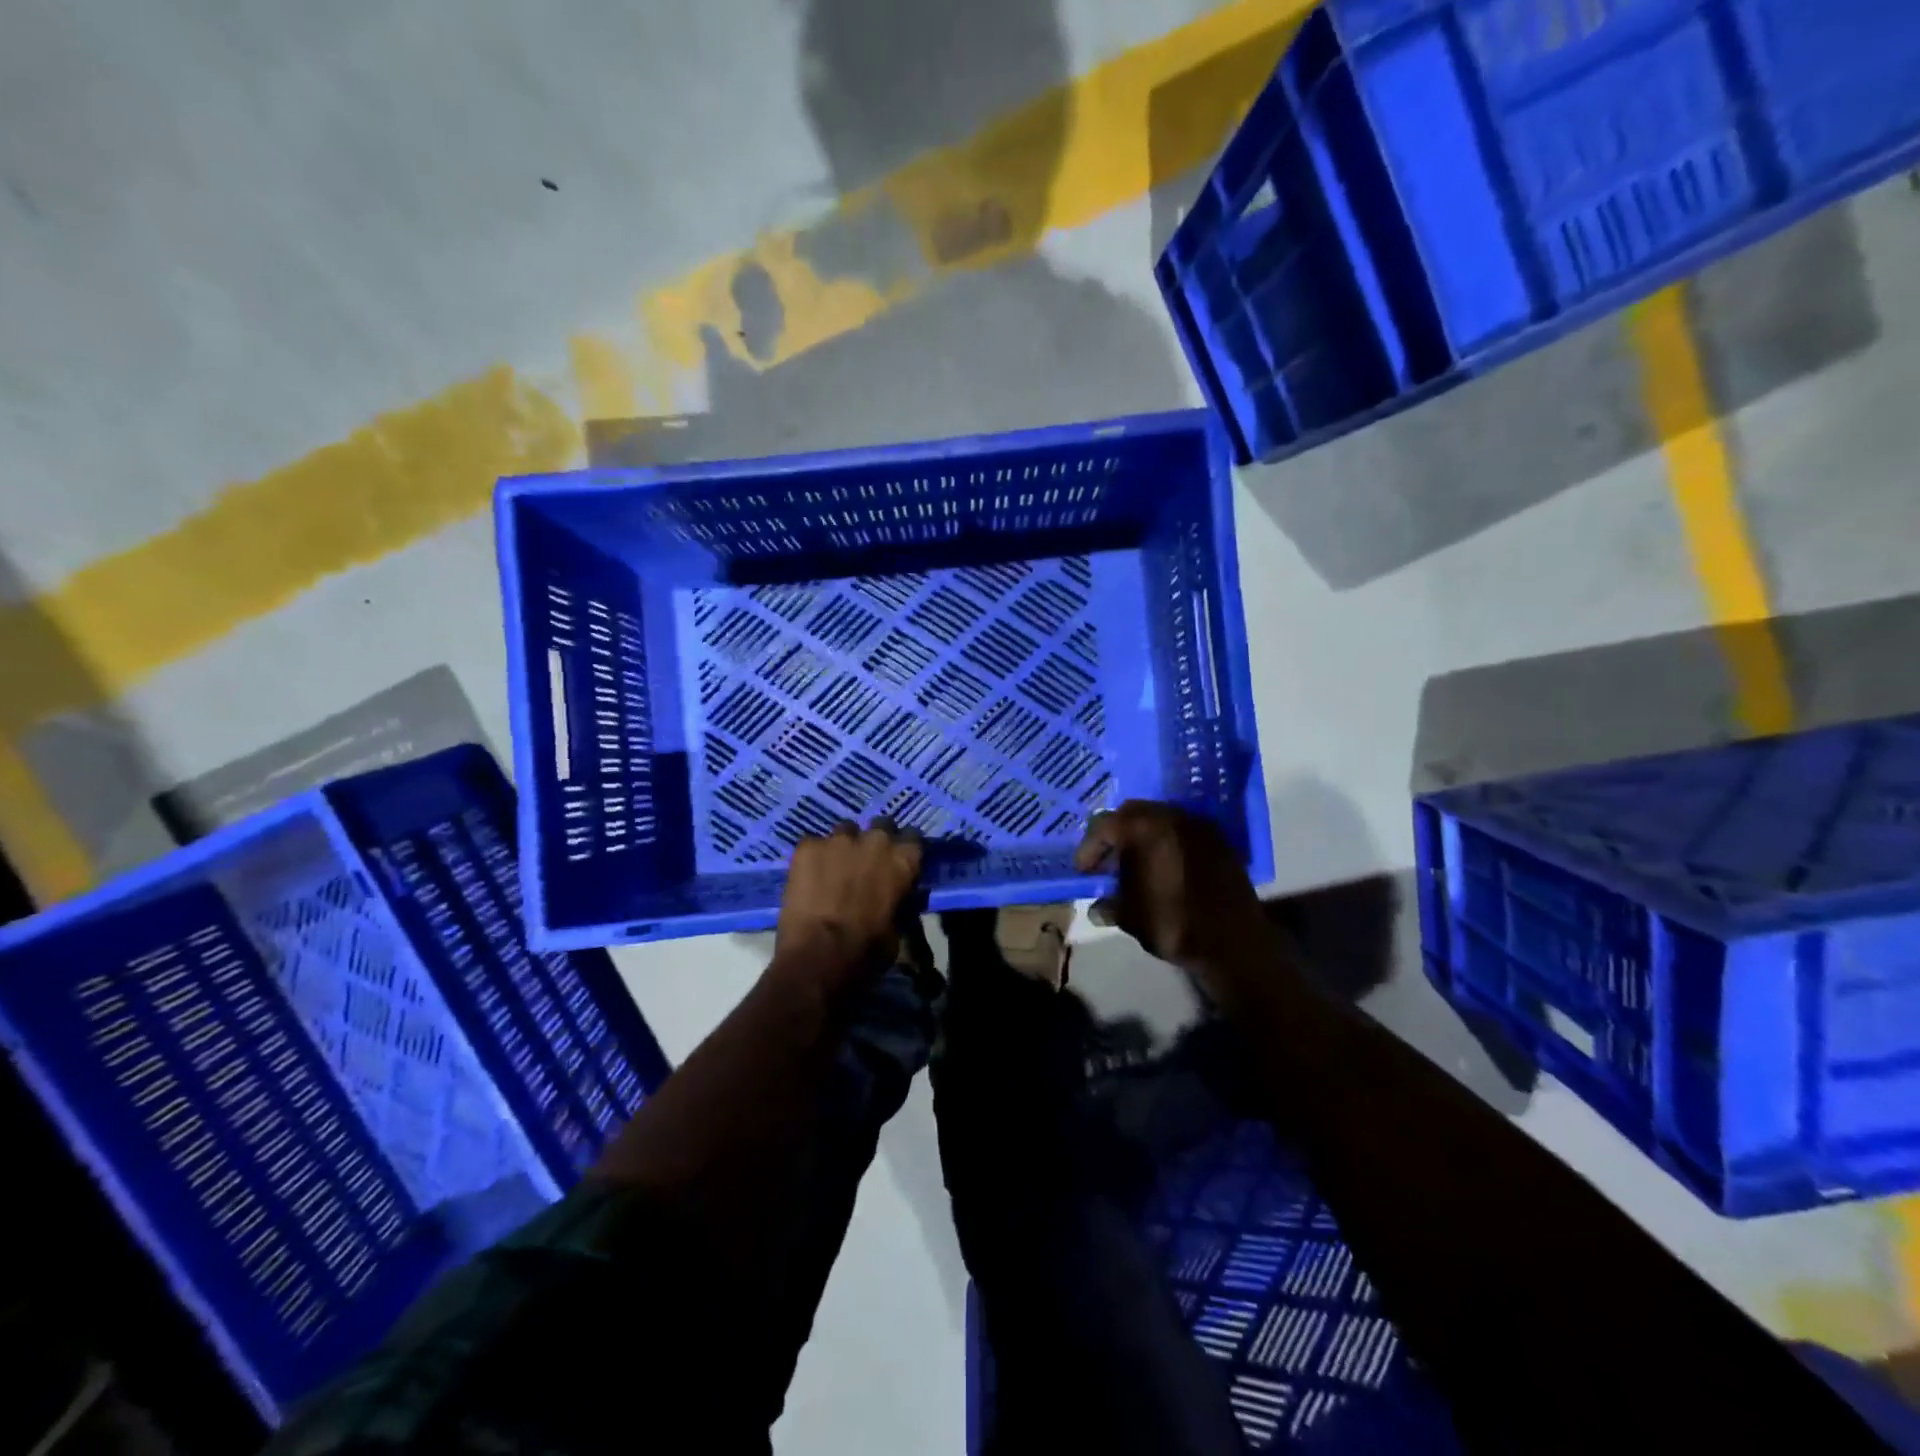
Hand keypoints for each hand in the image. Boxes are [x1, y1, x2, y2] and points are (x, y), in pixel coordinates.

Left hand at [774, 819, 922, 988]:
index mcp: (903, 860)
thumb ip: (899, 902)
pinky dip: (813, 857)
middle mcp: (875, 840)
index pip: (914, 837)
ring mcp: (838, 840)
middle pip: (881, 825)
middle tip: (867, 863)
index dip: (905, 849)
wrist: (818, 955)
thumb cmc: (866, 951)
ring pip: (845, 830)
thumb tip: (896, 898)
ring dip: (844, 846)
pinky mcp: (807, 846)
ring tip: (834, 868)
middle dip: (875, 840)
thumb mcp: (898, 930)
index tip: (899, 861)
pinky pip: (813, 844)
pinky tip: (808, 876)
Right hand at [1073, 801, 1264, 974]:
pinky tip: (1165, 869)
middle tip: (1108, 862)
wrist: (1235, 942)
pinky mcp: (1219, 839)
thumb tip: (1098, 907)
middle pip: (1131, 813)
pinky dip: (1168, 843)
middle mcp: (1170, 816)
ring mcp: (1198, 825)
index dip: (1089, 849)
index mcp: (1143, 829)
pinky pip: (1183, 831)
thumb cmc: (1174, 925)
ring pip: (1159, 819)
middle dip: (1115, 835)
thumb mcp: (1131, 918)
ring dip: (1143, 837)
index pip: (1103, 826)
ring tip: (1136, 865)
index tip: (1084, 871)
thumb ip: (1110, 905)